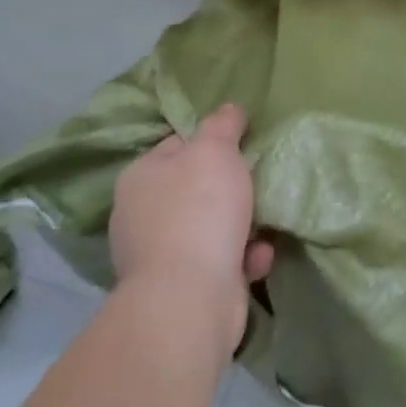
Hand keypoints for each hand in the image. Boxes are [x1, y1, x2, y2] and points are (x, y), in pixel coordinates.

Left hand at [109, 103, 273, 352]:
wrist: (190, 298)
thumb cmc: (199, 209)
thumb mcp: (215, 150)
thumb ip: (222, 124)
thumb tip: (229, 109)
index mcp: (140, 177)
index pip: (178, 145)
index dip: (211, 141)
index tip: (242, 144)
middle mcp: (142, 215)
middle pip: (196, 188)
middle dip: (231, 188)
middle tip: (257, 181)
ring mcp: (159, 257)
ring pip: (211, 227)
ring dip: (243, 225)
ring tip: (265, 224)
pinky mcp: (182, 290)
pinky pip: (220, 262)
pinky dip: (242, 258)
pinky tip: (258, 259)